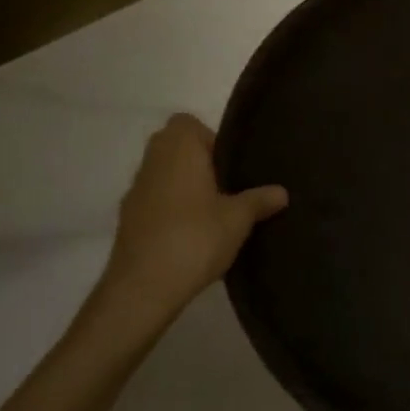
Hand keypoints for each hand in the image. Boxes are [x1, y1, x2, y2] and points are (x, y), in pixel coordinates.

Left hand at [97, 114, 287, 323]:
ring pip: (162, 173)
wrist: (142, 287)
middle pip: (174, 146)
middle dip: (198, 162)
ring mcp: (135, 190)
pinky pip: (153, 200)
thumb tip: (282, 192)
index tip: (228, 165)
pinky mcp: (127, 218)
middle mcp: (152, 160)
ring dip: (182, 185)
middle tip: (226, 187)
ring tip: (211, 213)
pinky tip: (189, 235)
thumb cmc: (195, 238)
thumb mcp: (238, 219)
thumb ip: (259, 200)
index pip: (188, 123)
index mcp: (179, 148)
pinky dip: (168, 209)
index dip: (209, 139)